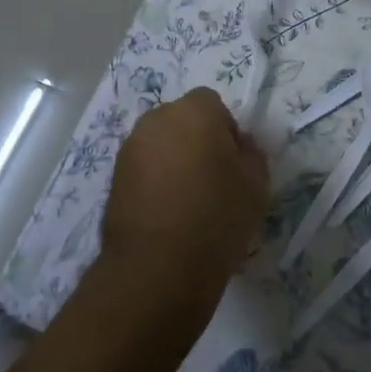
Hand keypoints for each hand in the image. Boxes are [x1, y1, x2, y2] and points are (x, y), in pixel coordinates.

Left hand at [101, 88, 269, 318]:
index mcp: (194, 110)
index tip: (233, 163)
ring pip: (161, 144)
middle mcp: (157, 119)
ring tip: (187, 201)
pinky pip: (143, 168)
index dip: (226, 130)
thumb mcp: (257, 184)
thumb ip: (251, 153)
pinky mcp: (114, 177)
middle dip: (197, 140)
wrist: (157, 268)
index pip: (212, 103)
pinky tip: (166, 215)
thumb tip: (238, 145)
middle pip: (183, 120)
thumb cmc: (216, 217)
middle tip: (213, 180)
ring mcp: (130, 148)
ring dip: (174, 160)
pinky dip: (155, 181)